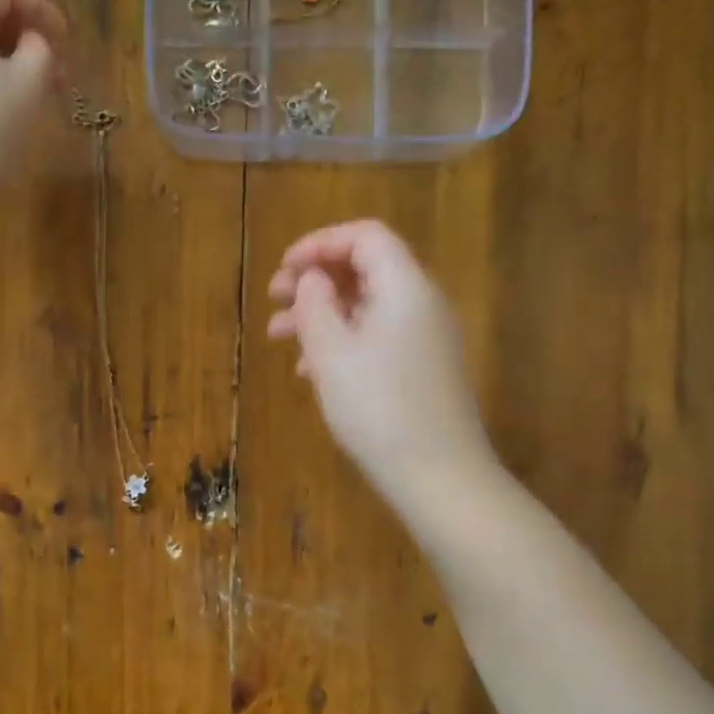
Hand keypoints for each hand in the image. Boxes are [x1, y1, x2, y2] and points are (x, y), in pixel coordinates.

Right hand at [267, 220, 497, 508]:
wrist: (439, 477)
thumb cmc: (379, 408)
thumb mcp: (332, 352)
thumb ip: (315, 304)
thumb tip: (312, 278)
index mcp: (404, 287)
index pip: (365, 237)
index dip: (320, 243)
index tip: (284, 268)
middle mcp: (420, 304)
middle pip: (364, 269)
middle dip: (315, 279)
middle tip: (274, 297)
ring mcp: (424, 339)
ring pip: (365, 307)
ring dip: (320, 313)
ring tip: (278, 336)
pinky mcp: (421, 369)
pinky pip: (376, 337)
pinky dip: (340, 341)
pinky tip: (310, 370)